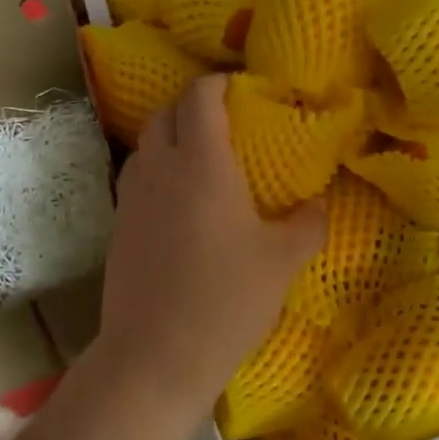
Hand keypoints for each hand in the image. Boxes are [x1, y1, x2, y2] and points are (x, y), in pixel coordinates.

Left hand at [94, 75, 325, 419]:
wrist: (154, 357)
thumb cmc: (225, 300)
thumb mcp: (282, 262)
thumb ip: (308, 223)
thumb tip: (319, 203)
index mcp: (202, 163)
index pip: (200, 96)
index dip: (220, 83)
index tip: (246, 92)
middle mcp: (161, 167)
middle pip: (167, 111)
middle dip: (195, 105)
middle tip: (229, 122)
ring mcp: (132, 196)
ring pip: (147, 142)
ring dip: (173, 135)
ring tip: (204, 157)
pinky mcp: (119, 224)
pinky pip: (138, 175)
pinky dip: (158, 167)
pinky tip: (181, 199)